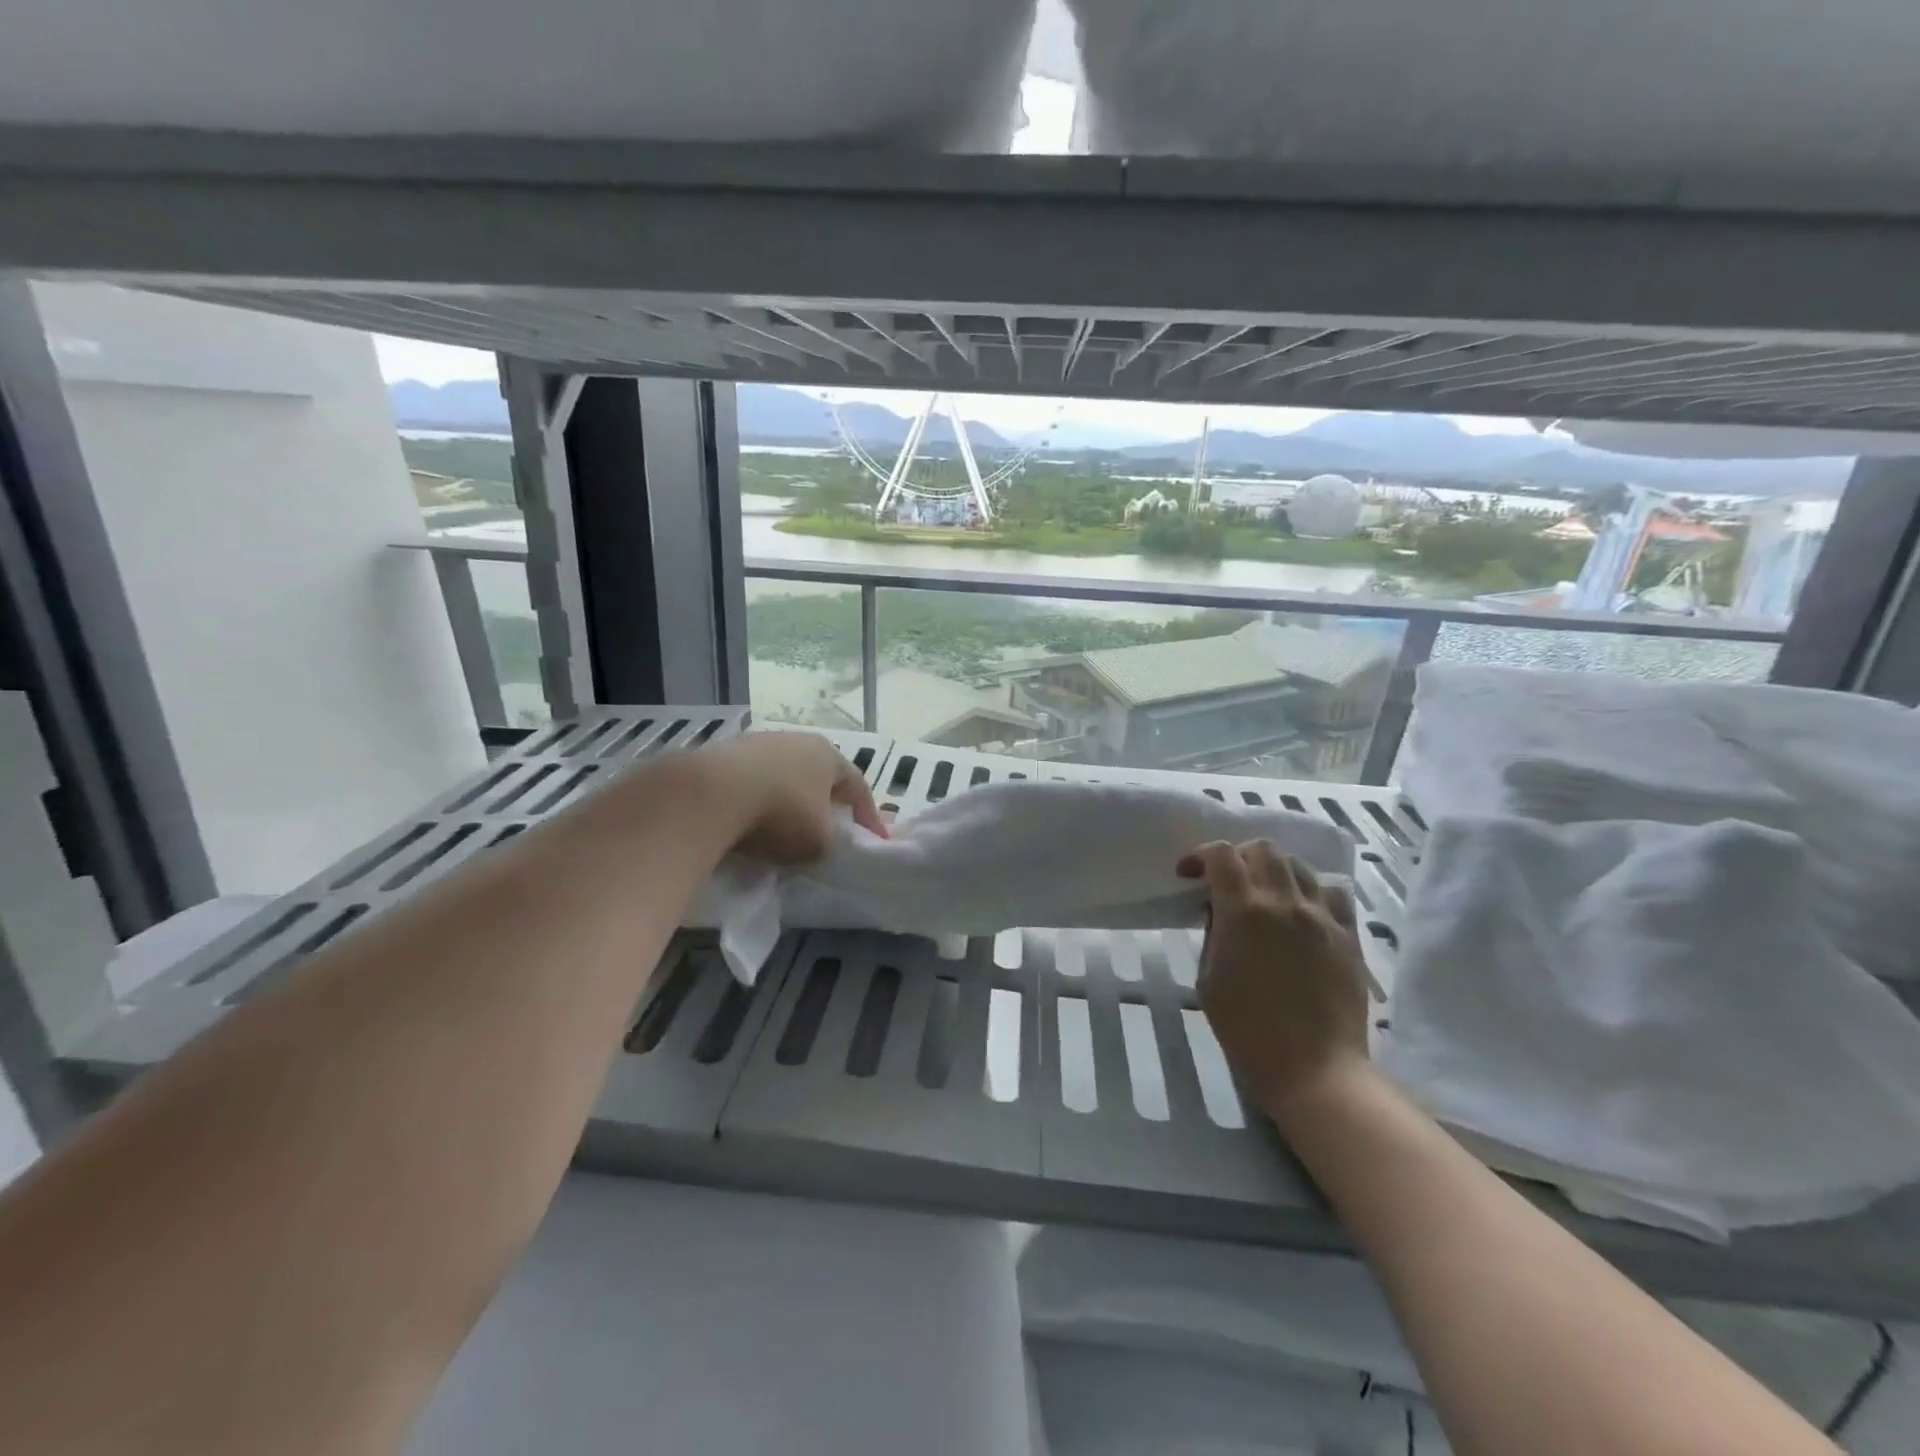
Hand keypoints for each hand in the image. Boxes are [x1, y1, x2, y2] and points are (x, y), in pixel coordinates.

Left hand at [686, 732, 887, 864]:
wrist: (710, 795)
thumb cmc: (781, 814)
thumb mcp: (820, 842)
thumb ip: (830, 841)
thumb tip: (820, 841)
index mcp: (829, 755)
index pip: (858, 786)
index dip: (869, 816)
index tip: (875, 840)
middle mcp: (796, 740)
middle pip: (819, 775)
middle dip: (826, 801)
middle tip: (829, 827)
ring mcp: (756, 743)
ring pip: (782, 775)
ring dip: (787, 799)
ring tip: (783, 827)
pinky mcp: (722, 754)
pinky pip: (750, 782)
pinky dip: (755, 800)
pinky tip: (748, 821)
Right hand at [1179, 841, 1370, 1115]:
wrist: (1315, 1070)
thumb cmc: (1247, 1031)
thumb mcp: (1208, 979)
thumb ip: (1213, 934)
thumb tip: (1221, 912)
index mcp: (1243, 911)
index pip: (1221, 855)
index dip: (1200, 856)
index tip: (1188, 875)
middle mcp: (1284, 902)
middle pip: (1263, 848)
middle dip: (1238, 856)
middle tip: (1227, 881)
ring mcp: (1322, 917)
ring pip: (1298, 865)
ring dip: (1274, 871)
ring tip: (1265, 895)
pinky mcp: (1348, 936)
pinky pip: (1332, 893)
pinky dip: (1311, 892)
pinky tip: (1303, 913)